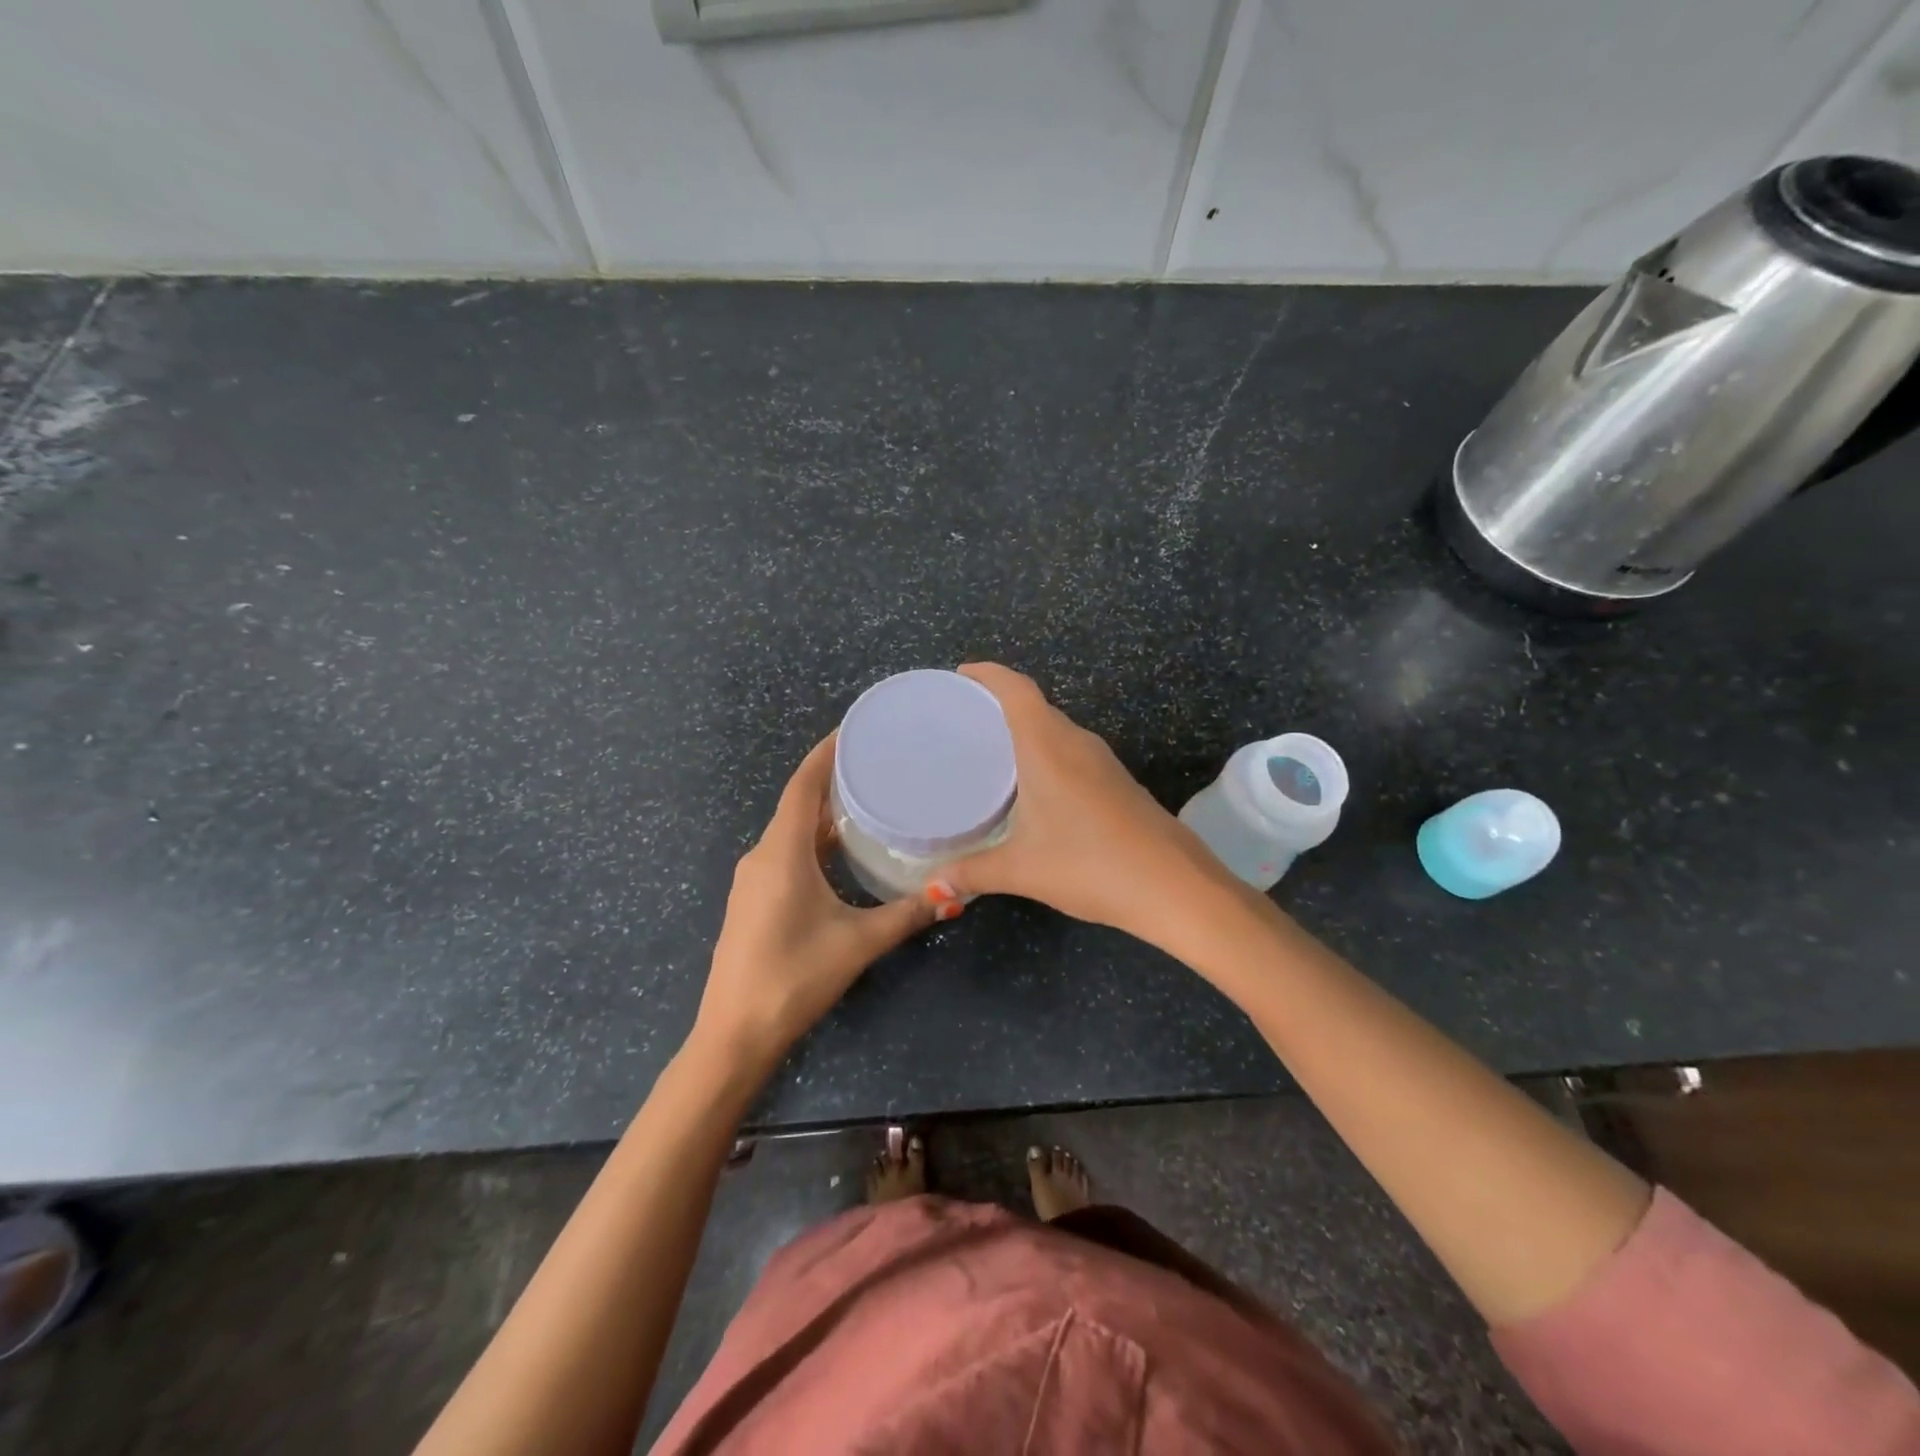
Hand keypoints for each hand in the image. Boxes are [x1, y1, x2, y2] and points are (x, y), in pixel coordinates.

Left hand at [695, 736, 934, 1071]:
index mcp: (781, 853)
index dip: (826, 753)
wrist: (734, 1034)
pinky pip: (786, 852)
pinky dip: (814, 840)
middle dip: (833, 780)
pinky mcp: (754, 900)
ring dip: (824, 813)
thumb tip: (954, 892)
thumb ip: (906, 914)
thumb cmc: (794, 977)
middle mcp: (762, 855)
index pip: (802, 785)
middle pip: (798, 803)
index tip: (855, 729)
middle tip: (877, 763)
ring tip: (868, 799)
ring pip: (792, 830)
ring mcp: (753, 879)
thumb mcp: (858, 943)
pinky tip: (842, 851)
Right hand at [933, 663, 1247, 950]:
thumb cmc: (1090, 864)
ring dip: (1027, 729)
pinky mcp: (1119, 783)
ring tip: (991, 748)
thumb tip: (933, 886)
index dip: (989, 674)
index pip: (1016, 690)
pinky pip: (1073, 752)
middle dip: (1001, 702)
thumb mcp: (1021, 870)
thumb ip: (972, 873)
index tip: (962, 673)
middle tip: (964, 717)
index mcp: (1048, 747)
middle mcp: (1077, 744)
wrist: (1174, 887)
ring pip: (1057, 730)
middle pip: (1036, 706)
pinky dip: (1047, 753)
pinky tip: (1033, 784)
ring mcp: (1103, 762)